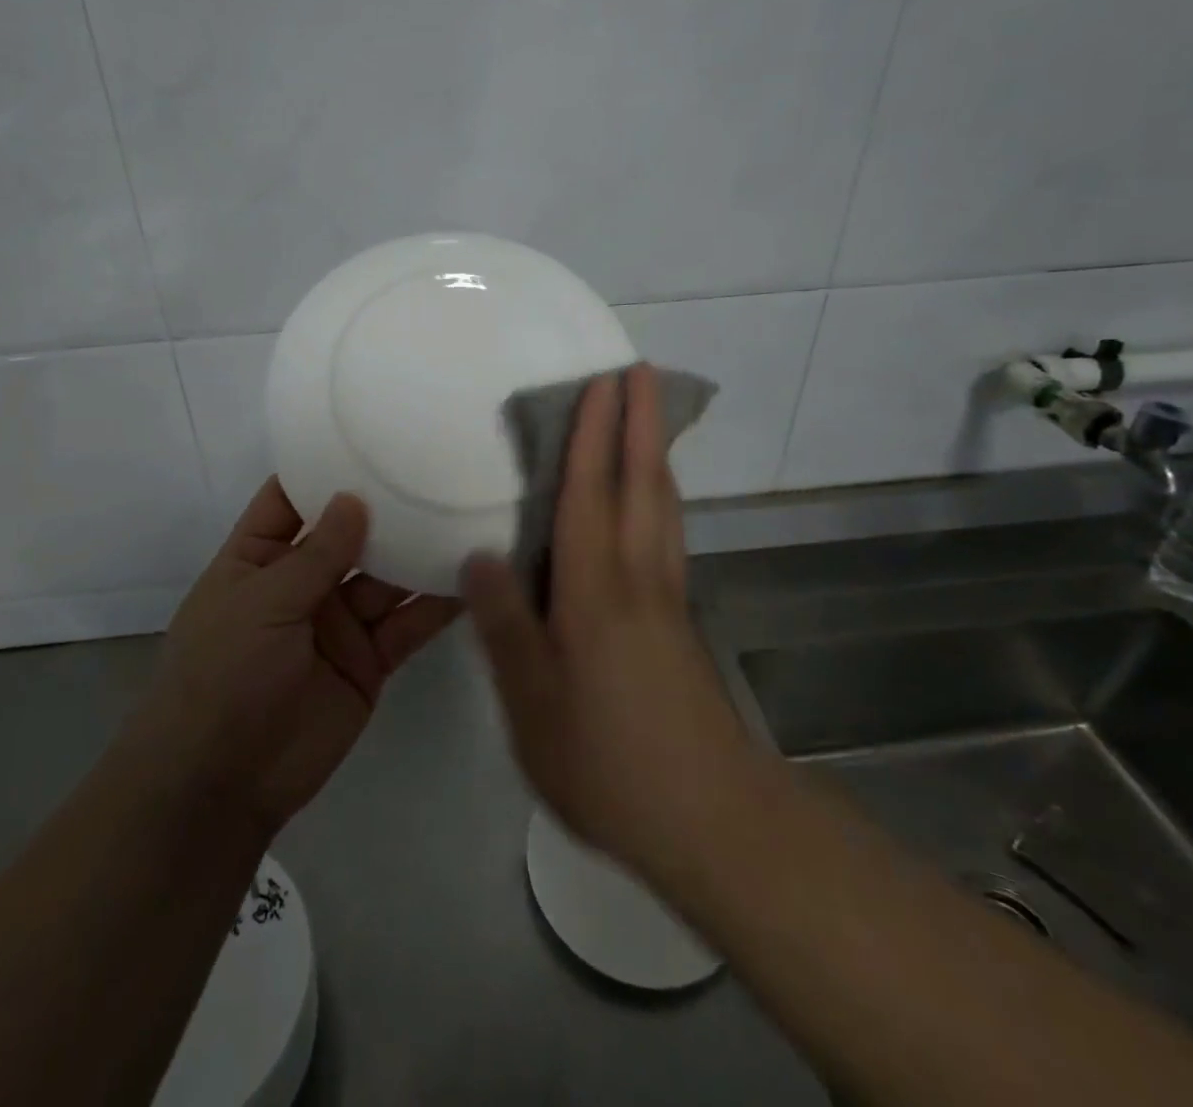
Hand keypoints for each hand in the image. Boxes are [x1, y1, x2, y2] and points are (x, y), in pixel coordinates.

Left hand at [140, 478, 457, 835]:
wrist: (222, 784)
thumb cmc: (222, 676)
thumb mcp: (262, 604)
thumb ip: (315, 555)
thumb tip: (354, 498)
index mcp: (259, 558)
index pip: (292, 499)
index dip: (326, 468)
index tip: (371, 433)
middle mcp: (303, 582)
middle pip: (351, 534)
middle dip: (387, 506)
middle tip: (438, 467)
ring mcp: (340, 621)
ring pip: (387, 576)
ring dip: (421, 551)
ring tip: (466, 511)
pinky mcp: (371, 659)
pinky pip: (409, 623)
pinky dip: (438, 603)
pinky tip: (474, 575)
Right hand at [462, 366, 758, 885]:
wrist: (712, 820)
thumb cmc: (609, 762)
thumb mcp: (533, 706)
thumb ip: (506, 628)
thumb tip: (480, 556)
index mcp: (595, 592)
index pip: (590, 495)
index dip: (593, 436)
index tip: (602, 381)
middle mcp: (638, 581)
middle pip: (642, 485)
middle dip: (641, 423)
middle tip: (640, 372)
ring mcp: (667, 600)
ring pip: (663, 508)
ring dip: (654, 454)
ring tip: (646, 419)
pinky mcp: (679, 624)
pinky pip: (666, 536)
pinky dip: (659, 498)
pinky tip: (649, 504)